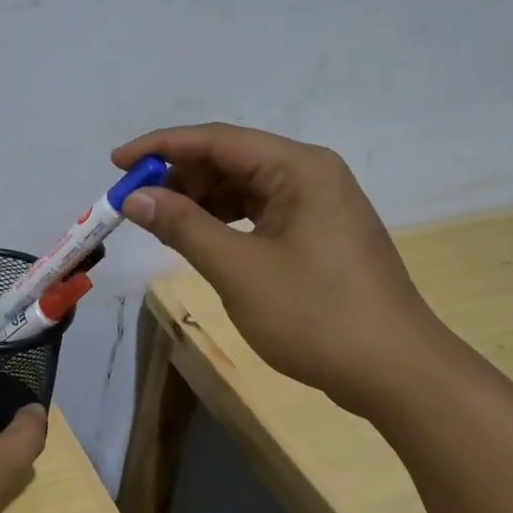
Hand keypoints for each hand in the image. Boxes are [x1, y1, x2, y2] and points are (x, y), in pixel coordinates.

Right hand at [112, 123, 458, 416]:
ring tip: (159, 223)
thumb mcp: (238, 269)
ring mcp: (318, 205)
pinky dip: (223, 221)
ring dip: (198, 200)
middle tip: (134, 204)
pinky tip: (199, 239)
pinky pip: (259, 212)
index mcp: (298, 168)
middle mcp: (311, 174)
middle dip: (178, 177)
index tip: (116, 162)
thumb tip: (135, 197)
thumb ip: (183, 226)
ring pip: (243, 187)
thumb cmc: (315, 314)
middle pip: (230, 159)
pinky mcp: (318, 234)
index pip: (217, 140)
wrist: (396, 372)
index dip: (161, 147)